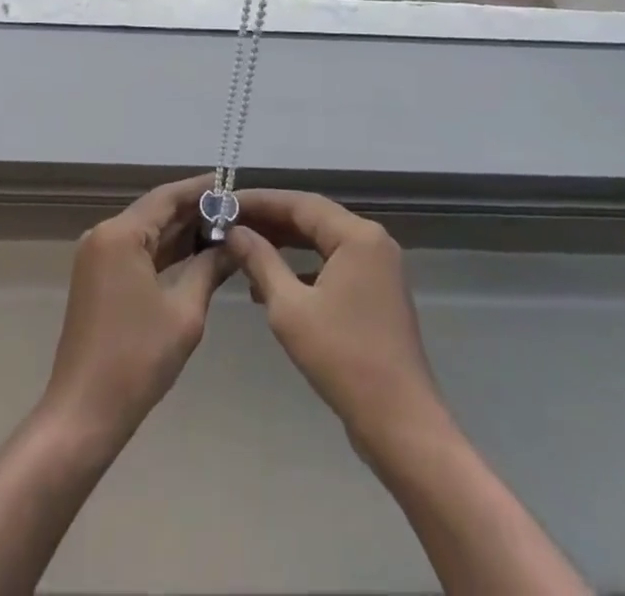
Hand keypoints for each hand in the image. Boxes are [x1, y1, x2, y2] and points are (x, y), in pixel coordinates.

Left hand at [39, 174, 233, 448]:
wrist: (83, 414)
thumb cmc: (136, 360)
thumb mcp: (184, 312)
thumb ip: (210, 268)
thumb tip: (235, 243)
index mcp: (120, 234)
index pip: (167, 196)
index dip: (201, 189)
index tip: (233, 184)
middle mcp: (104, 235)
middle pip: (156, 211)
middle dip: (195, 211)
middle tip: (237, 210)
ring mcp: (98, 256)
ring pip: (147, 232)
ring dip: (181, 232)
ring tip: (225, 229)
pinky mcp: (98, 277)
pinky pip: (137, 252)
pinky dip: (165, 252)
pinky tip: (197, 254)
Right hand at [227, 189, 443, 448]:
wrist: (400, 423)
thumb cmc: (343, 359)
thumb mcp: (289, 308)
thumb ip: (260, 261)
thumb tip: (234, 231)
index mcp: (357, 236)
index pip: (299, 203)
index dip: (260, 201)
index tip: (224, 203)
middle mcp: (372, 241)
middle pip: (312, 218)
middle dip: (270, 222)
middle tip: (229, 224)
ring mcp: (378, 268)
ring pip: (321, 242)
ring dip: (284, 245)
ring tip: (243, 250)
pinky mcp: (376, 293)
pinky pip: (333, 265)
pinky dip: (302, 269)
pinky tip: (271, 285)